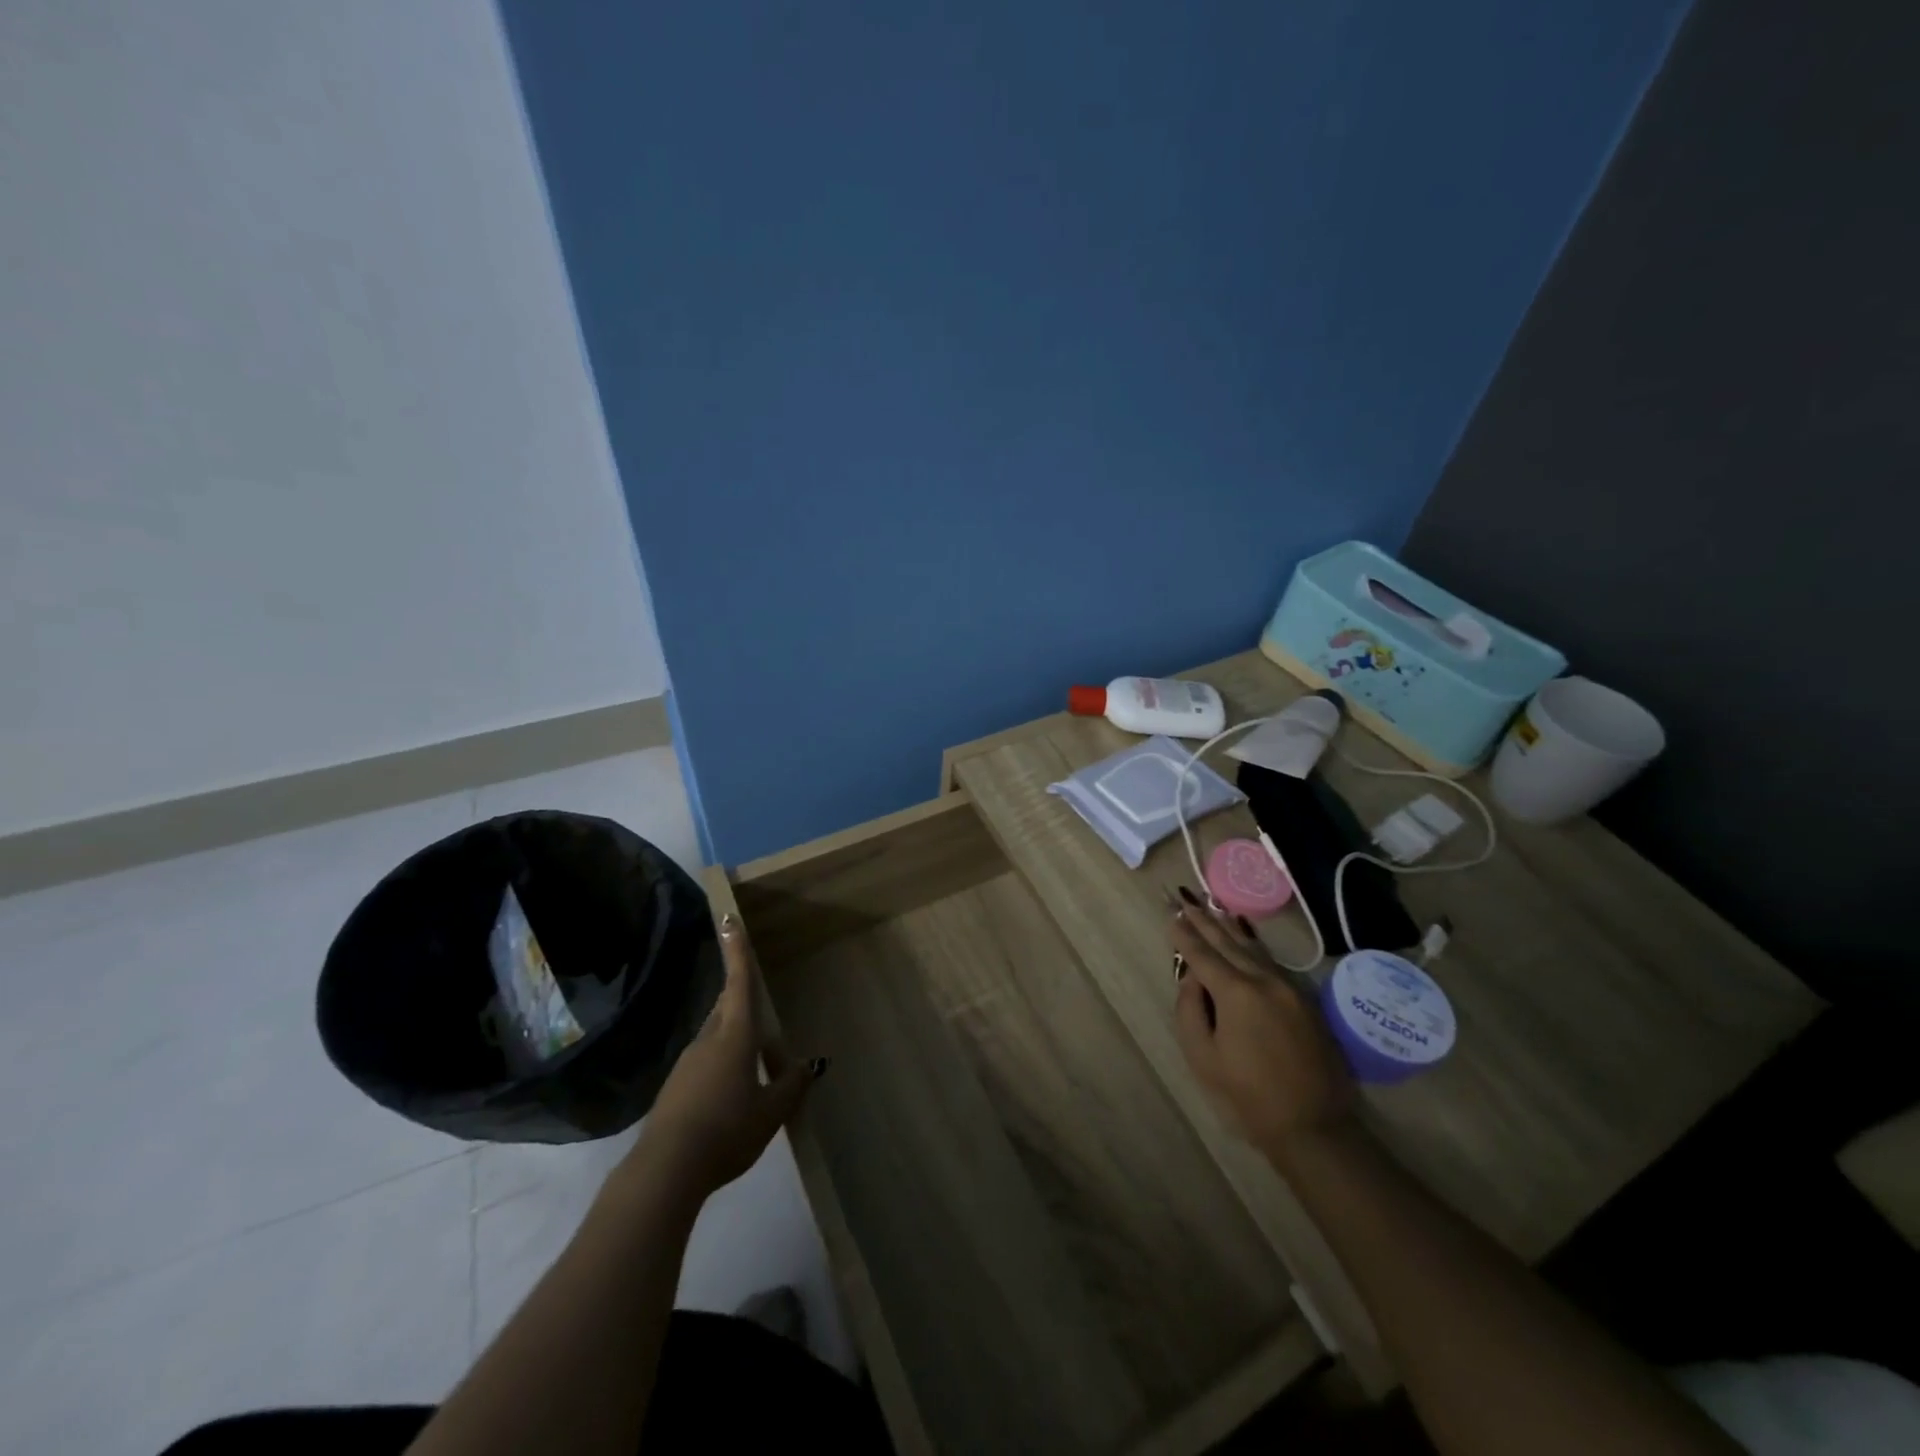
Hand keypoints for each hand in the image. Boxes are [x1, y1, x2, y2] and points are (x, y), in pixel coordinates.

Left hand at [630, 911, 824, 1203]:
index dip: (737, 952)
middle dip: (740, 998)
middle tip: (758, 999)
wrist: (666, 1170)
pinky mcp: (675, 1088)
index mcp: (734, 1037)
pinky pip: (704, 1062)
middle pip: (726, 1008)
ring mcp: (687, 1064)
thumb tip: (811, 1066)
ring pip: (715, 1037)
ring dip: (734, 1038)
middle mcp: (708, 1041)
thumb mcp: (770, 1112)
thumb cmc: (727, 1130)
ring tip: (755, 1062)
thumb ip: (791, 1086)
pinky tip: (731, 1095)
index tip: (729, 920)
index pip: (738, 984)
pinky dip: (721, 1065)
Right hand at [1169, 893, 1355, 1166]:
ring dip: (1229, 927)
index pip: (1203, 954)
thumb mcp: (1203, 1056)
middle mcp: (1264, 980)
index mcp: (1236, 993)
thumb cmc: (1248, 1095)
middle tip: (1186, 900)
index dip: (1184, 935)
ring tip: (1213, 908)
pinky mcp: (1304, 1000)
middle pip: (1228, 943)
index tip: (1171, 916)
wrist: (1313, 1125)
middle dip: (1204, 921)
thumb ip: (1190, 1009)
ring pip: (1253, 948)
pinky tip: (1244, 937)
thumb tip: (1192, 978)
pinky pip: (1271, 962)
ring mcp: (1289, 988)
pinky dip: (1252, 945)